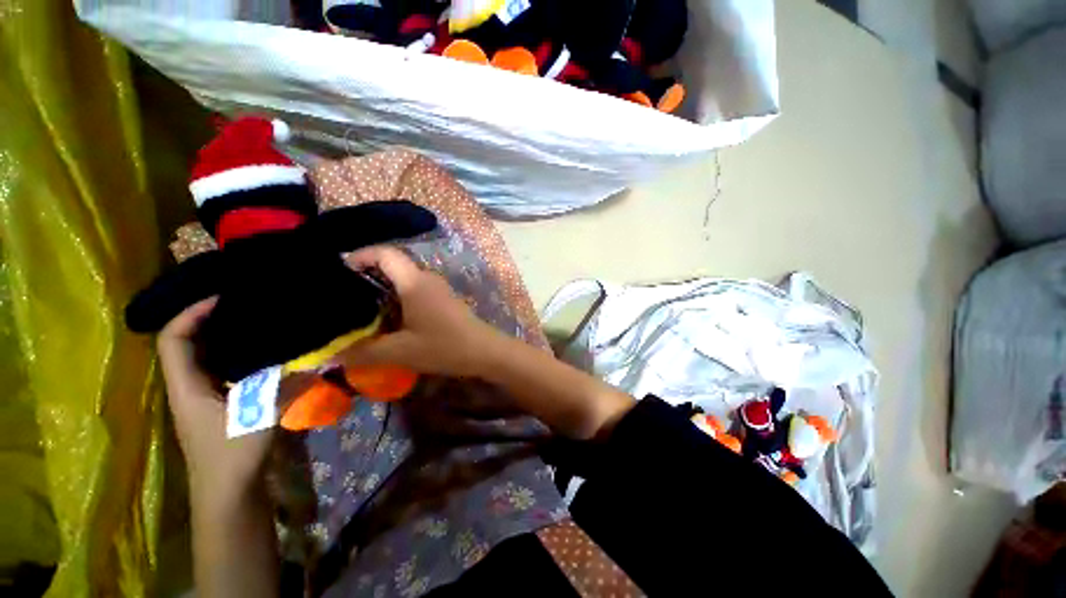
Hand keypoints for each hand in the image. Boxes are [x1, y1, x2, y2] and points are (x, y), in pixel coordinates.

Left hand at [157, 297, 273, 503]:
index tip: (223, 298)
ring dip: (227, 338)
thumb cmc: (233, 455)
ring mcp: (204, 397)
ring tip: (258, 323)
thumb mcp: (260, 415)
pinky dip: (240, 357)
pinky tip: (266, 354)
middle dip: (211, 320)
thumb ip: (286, 384)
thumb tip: (315, 358)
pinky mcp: (220, 405)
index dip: (191, 314)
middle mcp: (189, 387)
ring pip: (207, 357)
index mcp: (185, 386)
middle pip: (188, 344)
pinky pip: (225, 370)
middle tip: (245, 305)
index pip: (172, 339)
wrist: (228, 495)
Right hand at [336, 246, 504, 377]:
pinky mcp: (443, 299)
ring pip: (404, 278)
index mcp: (415, 282)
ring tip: (359, 307)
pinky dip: (396, 297)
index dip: (359, 255)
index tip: (339, 272)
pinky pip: (414, 289)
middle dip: (366, 274)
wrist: (484, 351)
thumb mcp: (401, 352)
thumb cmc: (444, 346)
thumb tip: (329, 356)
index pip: (384, 253)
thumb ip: (363, 352)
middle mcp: (426, 278)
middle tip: (342, 294)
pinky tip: (387, 317)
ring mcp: (437, 288)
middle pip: (392, 264)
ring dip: (382, 288)